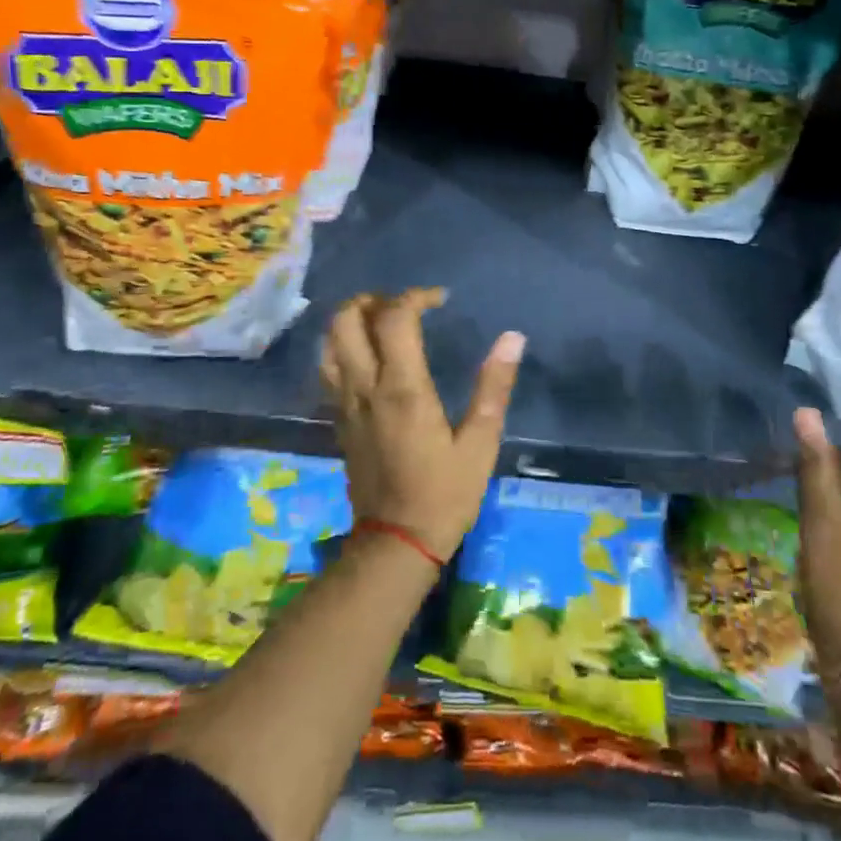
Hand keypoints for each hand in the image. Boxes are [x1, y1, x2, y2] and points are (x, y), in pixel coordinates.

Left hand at [320, 289, 524, 560]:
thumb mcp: (480, 443)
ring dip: (352, 320)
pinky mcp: (338, 420)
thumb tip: (512, 338)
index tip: (440, 300)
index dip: (415, 296)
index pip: (394, 318)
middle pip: (347, 320)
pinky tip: (367, 356)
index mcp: (403, 388)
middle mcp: (366, 387)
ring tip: (382, 323)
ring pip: (329, 342)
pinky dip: (342, 347)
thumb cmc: (444, 494)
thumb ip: (493, 386)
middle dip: (373, 300)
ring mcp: (345, 404)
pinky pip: (328, 369)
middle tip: (403, 306)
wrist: (395, 544)